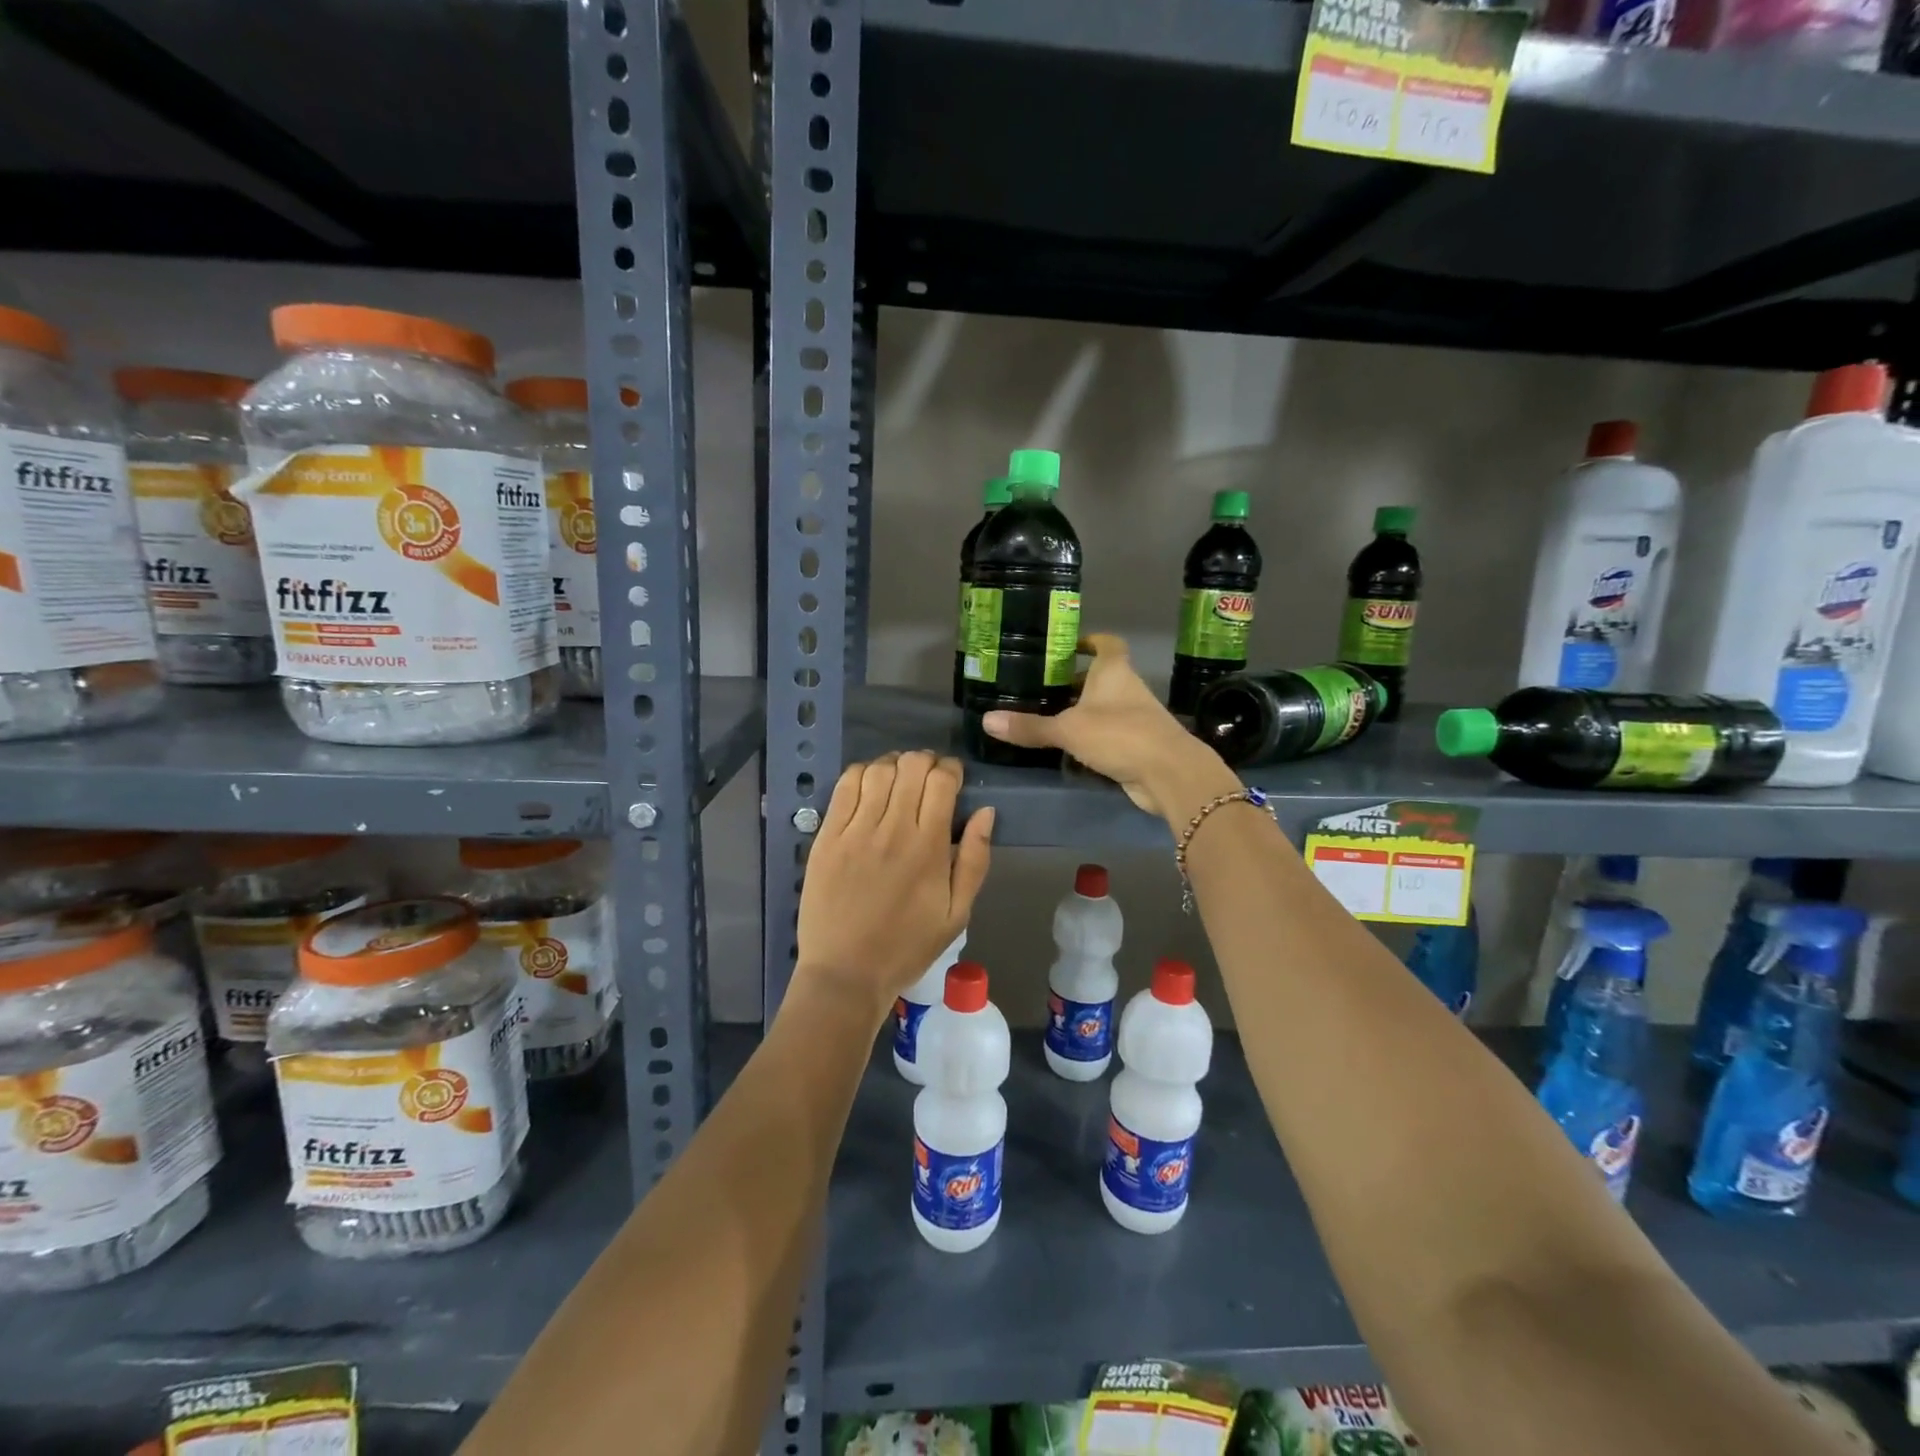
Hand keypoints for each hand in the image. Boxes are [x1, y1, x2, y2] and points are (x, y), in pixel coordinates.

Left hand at [794, 752, 993, 1021]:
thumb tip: (985, 812)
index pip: (942, 781)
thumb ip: (975, 860)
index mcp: (929, 847)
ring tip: (899, 779)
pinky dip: (861, 774)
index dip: (951, 769)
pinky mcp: (827, 837)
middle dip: (925, 762)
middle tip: (927, 778)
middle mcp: (893, 829)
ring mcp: (855, 831)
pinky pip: (844, 787)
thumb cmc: (907, 946)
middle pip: (911, 766)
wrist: (846, 974)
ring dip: (894, 765)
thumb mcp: (957, 914)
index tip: (953, 779)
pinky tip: (869, 786)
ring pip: (878, 770)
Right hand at [982, 633, 1238, 821]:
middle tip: (1044, 686)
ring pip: (1106, 706)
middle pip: (1102, 677)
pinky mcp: (1139, 744)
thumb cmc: (1119, 735)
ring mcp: (1136, 717)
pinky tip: (1070, 747)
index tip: (1069, 646)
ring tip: (1050, 716)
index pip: (1107, 644)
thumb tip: (987, 721)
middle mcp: (1128, 688)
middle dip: (1077, 681)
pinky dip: (1093, 736)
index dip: (1090, 641)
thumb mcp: (1068, 729)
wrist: (1169, 773)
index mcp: (1114, 671)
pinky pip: (1110, 733)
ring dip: (1084, 710)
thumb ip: (1030, 726)